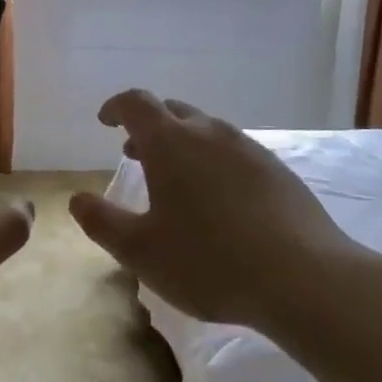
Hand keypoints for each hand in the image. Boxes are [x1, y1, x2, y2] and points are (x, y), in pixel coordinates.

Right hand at [67, 90, 379, 334]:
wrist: (304, 277)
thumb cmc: (208, 261)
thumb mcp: (141, 251)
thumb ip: (102, 222)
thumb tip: (77, 200)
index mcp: (170, 143)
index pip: (136, 103)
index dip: (116, 107)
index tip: (105, 121)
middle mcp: (209, 133)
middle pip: (172, 112)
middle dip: (149, 127)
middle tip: (135, 153)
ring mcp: (248, 149)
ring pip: (206, 131)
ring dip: (183, 145)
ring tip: (176, 180)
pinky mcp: (277, 170)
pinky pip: (233, 152)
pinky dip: (214, 162)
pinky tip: (219, 200)